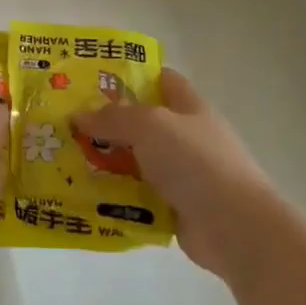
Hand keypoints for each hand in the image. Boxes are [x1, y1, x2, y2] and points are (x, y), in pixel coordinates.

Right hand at [71, 69, 276, 275]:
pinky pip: (140, 198)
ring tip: (69, 164)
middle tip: (69, 126)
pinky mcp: (178, 209)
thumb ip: (113, 117)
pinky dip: (119, 198)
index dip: (133, 76)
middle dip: (110, 124)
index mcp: (190, 107)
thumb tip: (79, 115)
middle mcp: (188, 137)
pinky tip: (89, 198)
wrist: (236, 228)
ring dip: (109, 164)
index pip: (162, 80)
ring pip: (139, 163)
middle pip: (144, 124)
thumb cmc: (196, 162)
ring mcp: (185, 176)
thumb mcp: (150, 126)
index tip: (95, 81)